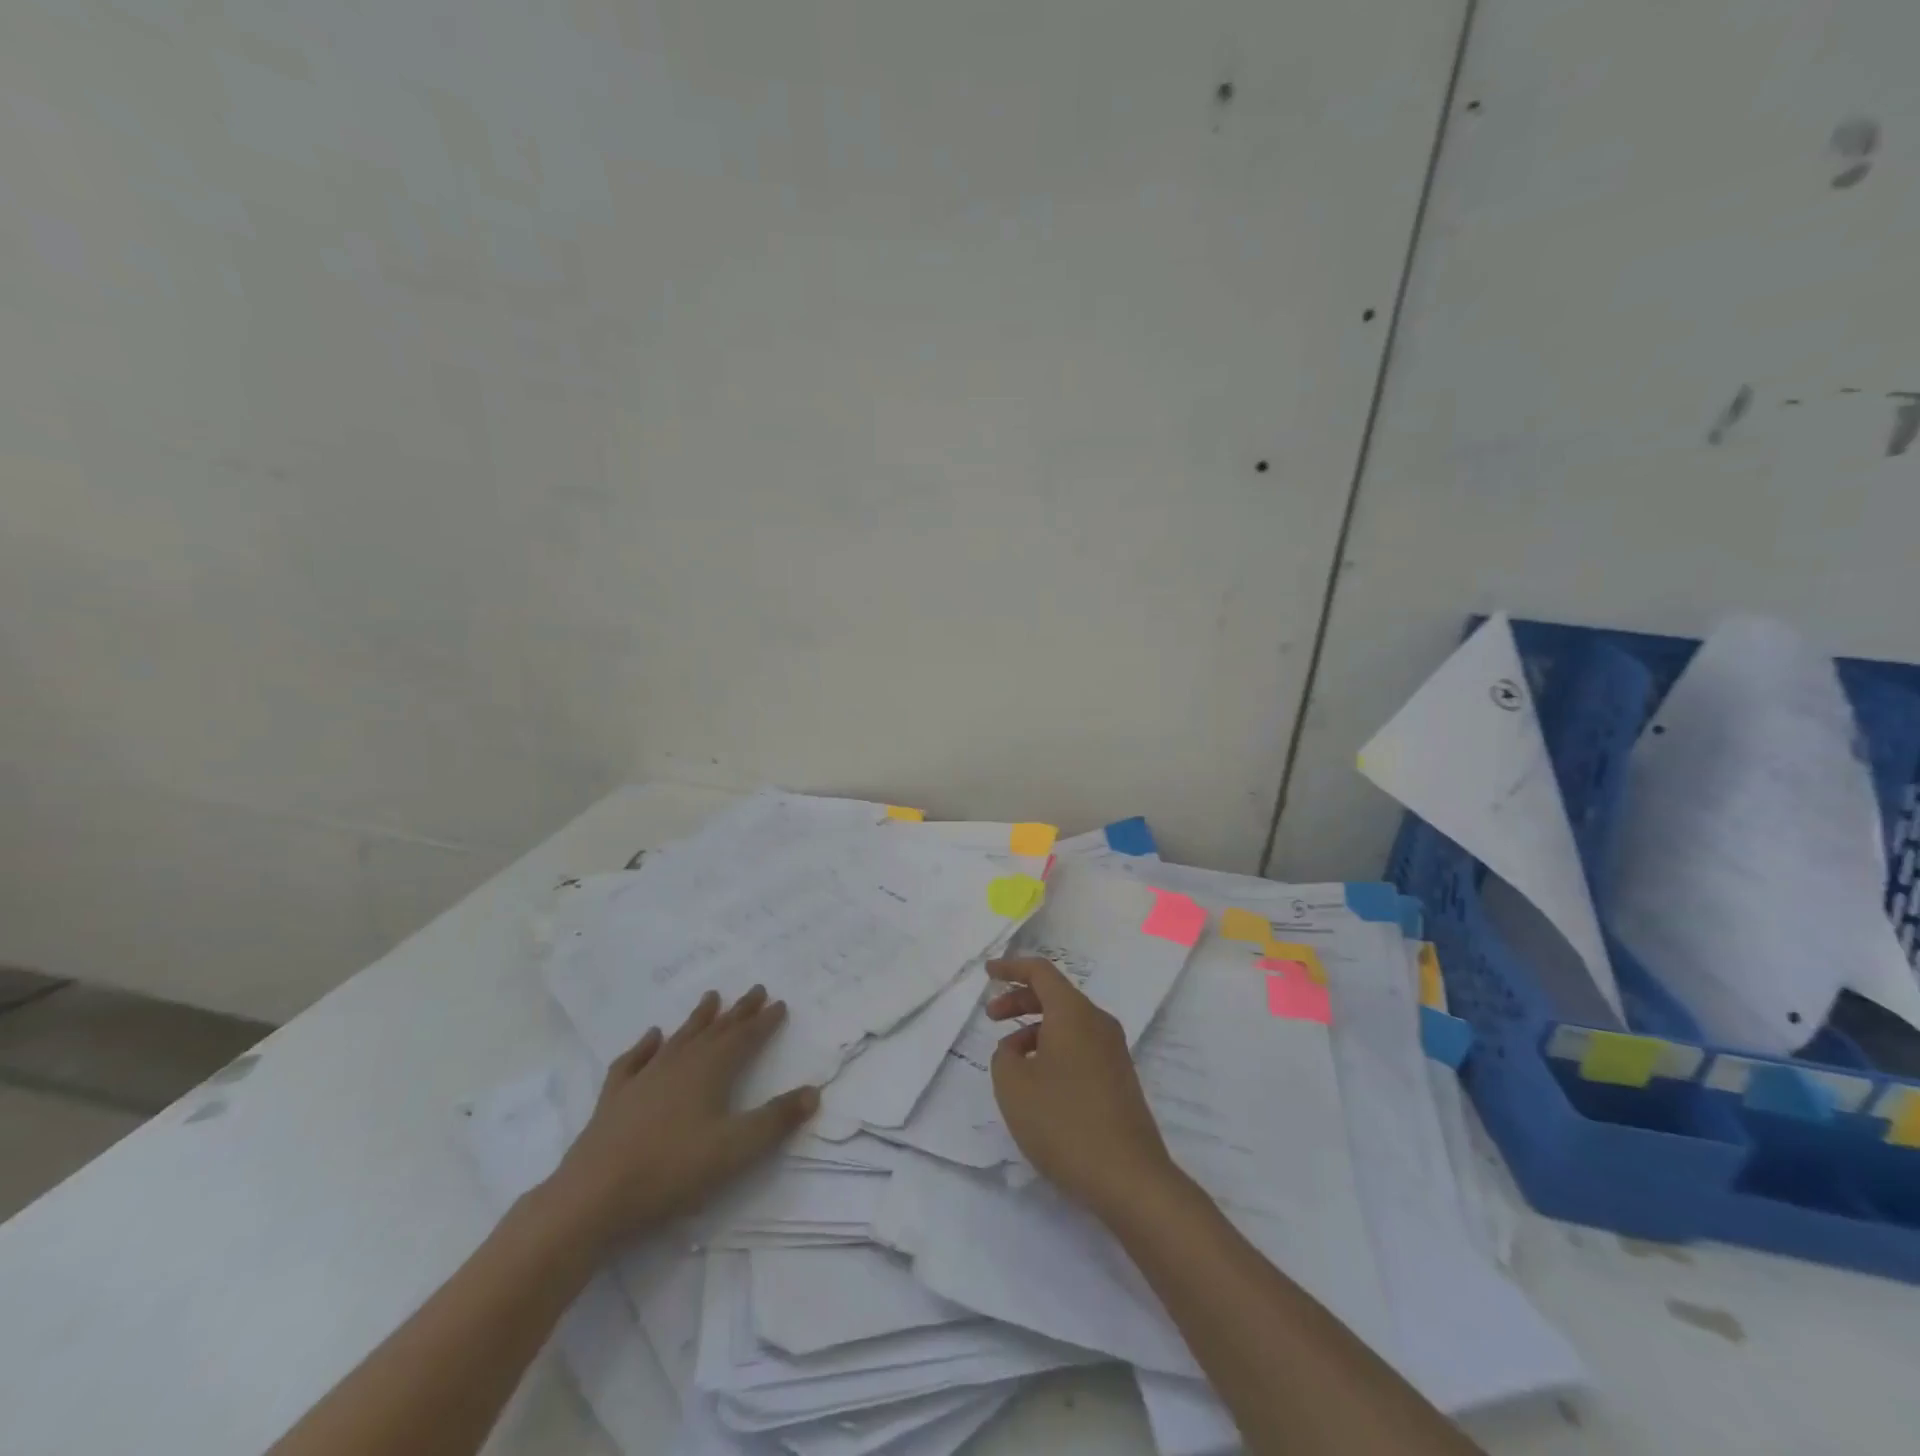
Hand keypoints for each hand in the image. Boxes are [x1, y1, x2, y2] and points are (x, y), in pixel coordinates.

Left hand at [542, 986, 817, 1249]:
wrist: (593, 1197)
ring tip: (711, 997)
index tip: (780, 1004)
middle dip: (738, 1012)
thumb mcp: (736, 1149)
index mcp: (710, 1071)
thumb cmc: (672, 1170)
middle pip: (715, 1031)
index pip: (744, 1038)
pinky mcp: (614, 1098)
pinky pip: (633, 1061)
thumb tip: (813, 1091)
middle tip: (755, 990)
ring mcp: (644, 1078)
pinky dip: (645, 1046)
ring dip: (698, 1019)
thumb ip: (775, 1120)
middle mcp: (679, 1064)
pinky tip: (651, 1037)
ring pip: (679, 1039)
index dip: (764, 1022)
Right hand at [986, 956, 1177, 1219]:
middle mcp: (1098, 1023)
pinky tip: (1038, 1083)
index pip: (1041, 972)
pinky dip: (1054, 1049)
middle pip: (1055, 996)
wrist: (1128, 1178)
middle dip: (1020, 1001)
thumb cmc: (1064, 1122)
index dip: (1011, 968)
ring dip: (1035, 1030)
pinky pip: (1080, 1046)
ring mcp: (1113, 1051)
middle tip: (991, 1018)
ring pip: (1067, 1023)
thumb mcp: (1013, 1086)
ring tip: (1010, 1062)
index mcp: (1073, 1013)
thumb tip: (1017, 1049)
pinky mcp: (1119, 1078)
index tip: (988, 973)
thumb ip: (1004, 1056)